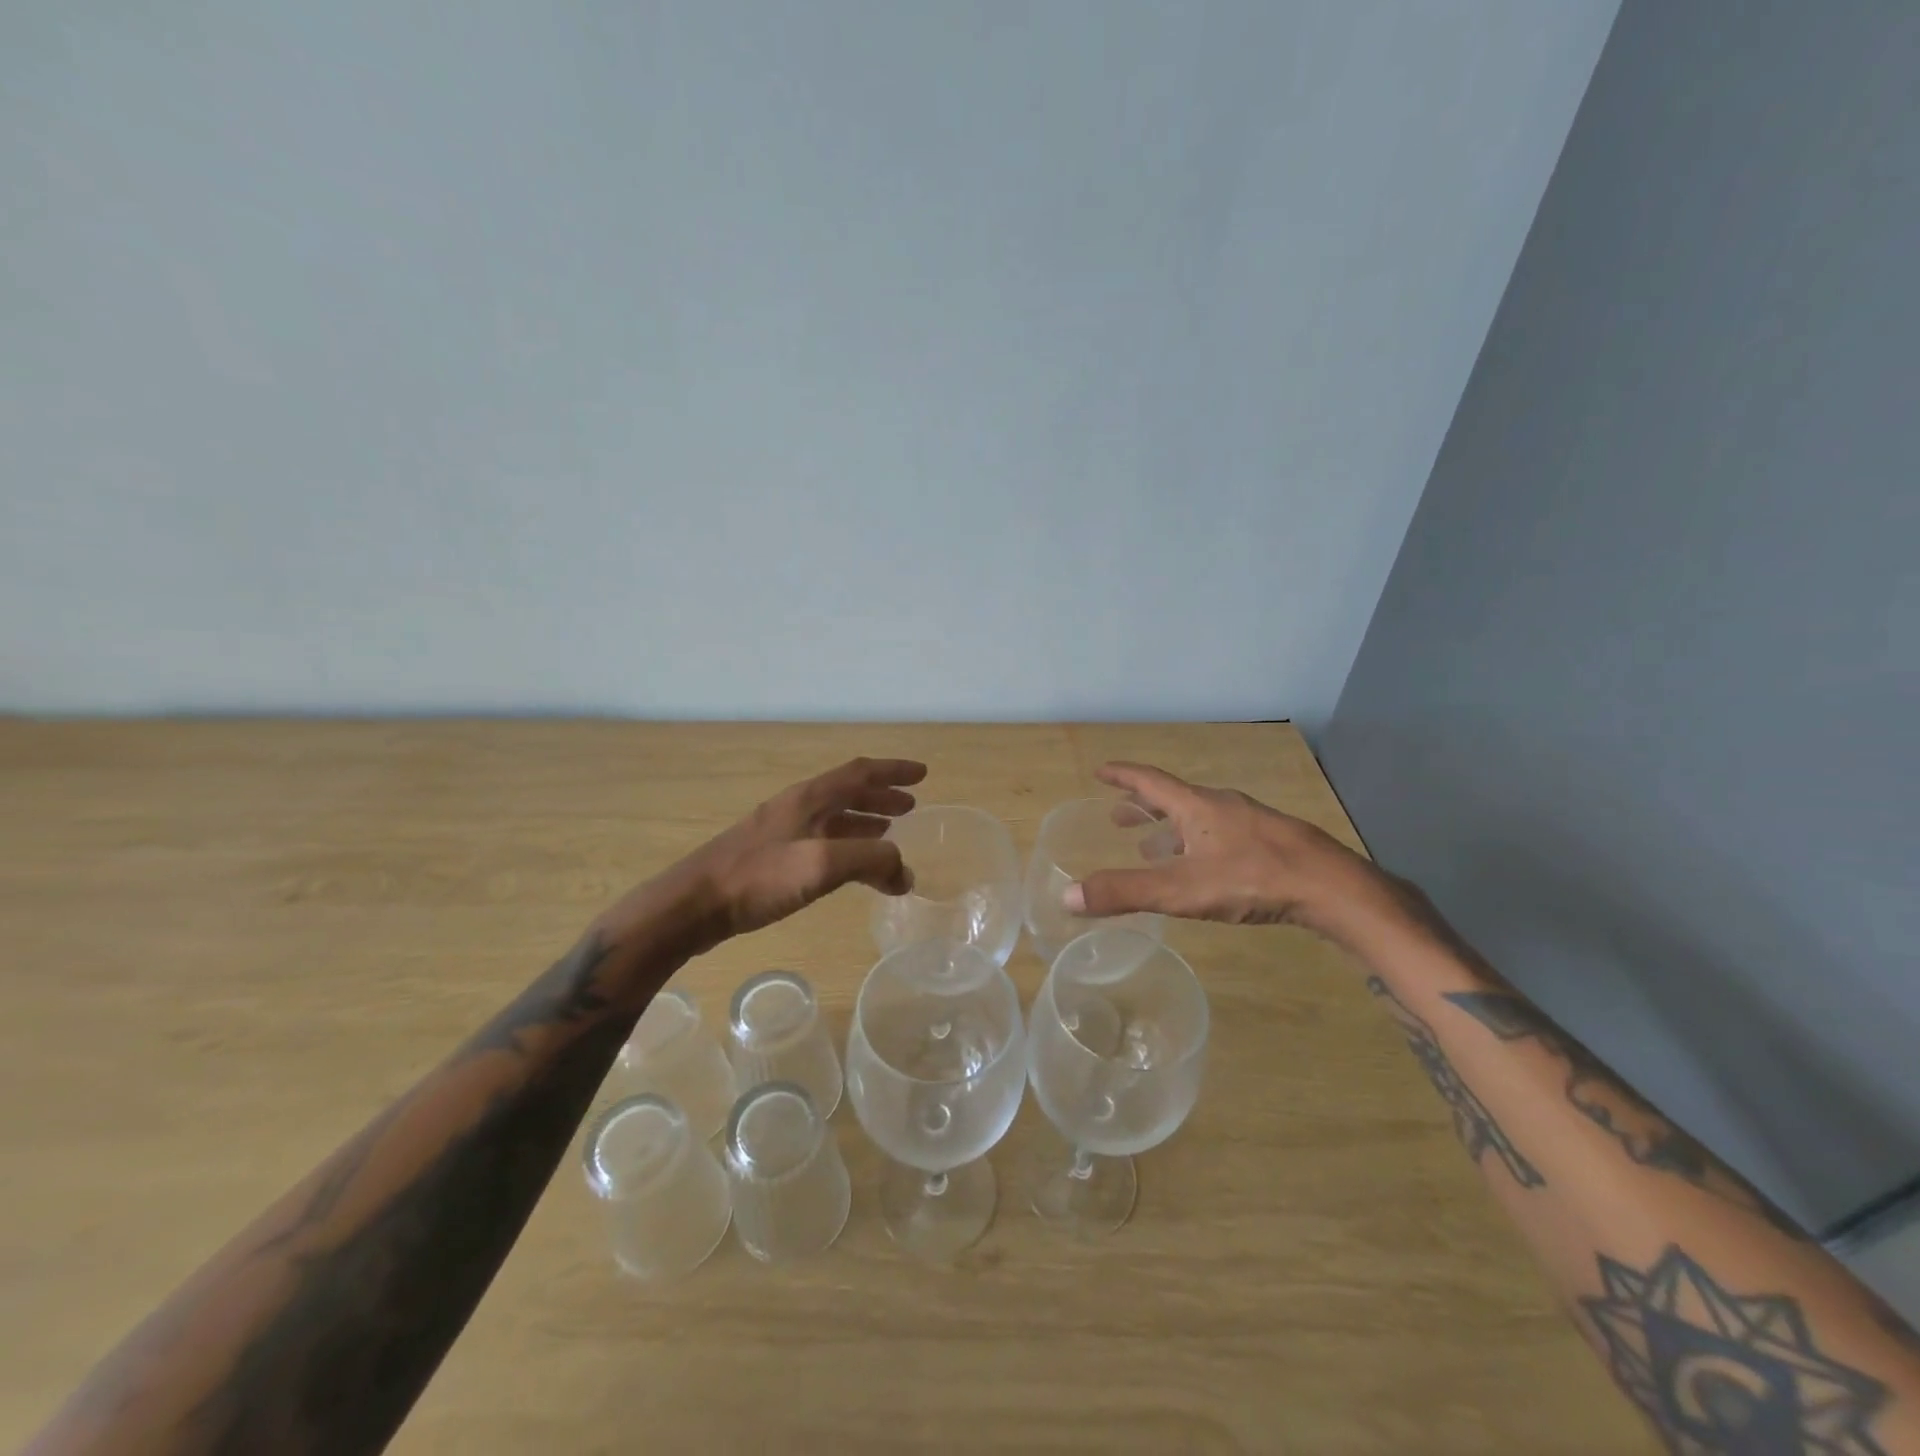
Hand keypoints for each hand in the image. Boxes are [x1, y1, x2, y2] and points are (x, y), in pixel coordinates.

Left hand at [611, 757, 927, 957]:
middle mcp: (796, 807)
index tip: (922, 774)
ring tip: (889, 830)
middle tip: (911, 807)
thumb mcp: (822, 865)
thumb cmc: (759, 878)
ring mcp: (780, 831)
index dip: (893, 771)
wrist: (694, 905)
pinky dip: (844, 843)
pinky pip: (820, 840)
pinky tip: (848, 865)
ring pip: (833, 817)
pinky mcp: (769, 857)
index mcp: (809, 798)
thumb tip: (905, 873)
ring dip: (864, 819)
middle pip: (847, 792)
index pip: (860, 773)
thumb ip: (871, 861)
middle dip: (881, 796)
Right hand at [1063, 761, 1388, 939]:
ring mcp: (1250, 822)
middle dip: (1142, 807)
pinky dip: (1197, 843)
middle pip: (1173, 798)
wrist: (1331, 887)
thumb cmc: (1251, 879)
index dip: (1122, 776)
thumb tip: (1068, 896)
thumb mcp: (1181, 889)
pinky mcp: (1271, 842)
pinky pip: (1221, 834)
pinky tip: (1203, 868)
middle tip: (1118, 817)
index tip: (1101, 770)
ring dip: (1170, 829)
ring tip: (1152, 848)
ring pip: (1199, 818)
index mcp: (1196, 807)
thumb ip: (1125, 892)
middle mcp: (1221, 806)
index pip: (1150, 782)